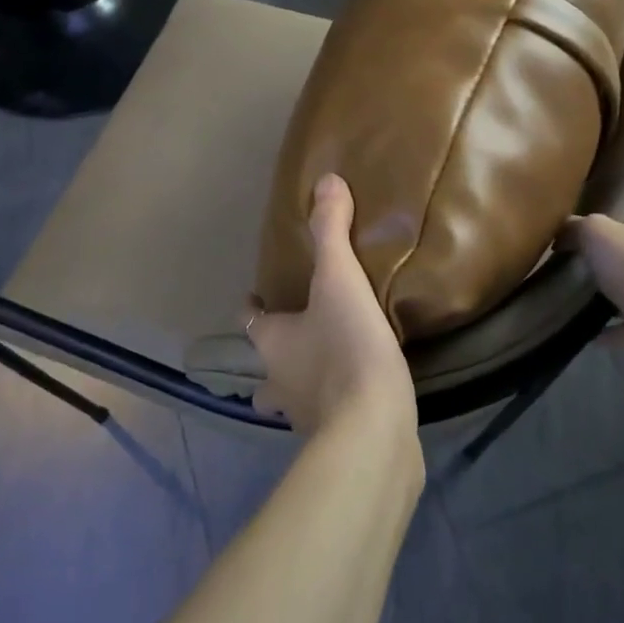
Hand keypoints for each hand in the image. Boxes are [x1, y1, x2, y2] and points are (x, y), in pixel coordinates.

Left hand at [247, 175, 417, 439]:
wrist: (372, 429)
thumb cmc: (347, 348)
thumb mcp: (340, 280)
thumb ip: (332, 231)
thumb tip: (326, 181)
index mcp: (272, 343)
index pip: (250, 320)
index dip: (253, 308)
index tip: (257, 299)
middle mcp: (277, 382)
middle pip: (263, 369)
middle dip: (273, 357)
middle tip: (297, 338)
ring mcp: (302, 418)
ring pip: (289, 400)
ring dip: (299, 386)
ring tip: (326, 370)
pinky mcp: (334, 441)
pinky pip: (326, 419)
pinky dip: (333, 407)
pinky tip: (356, 397)